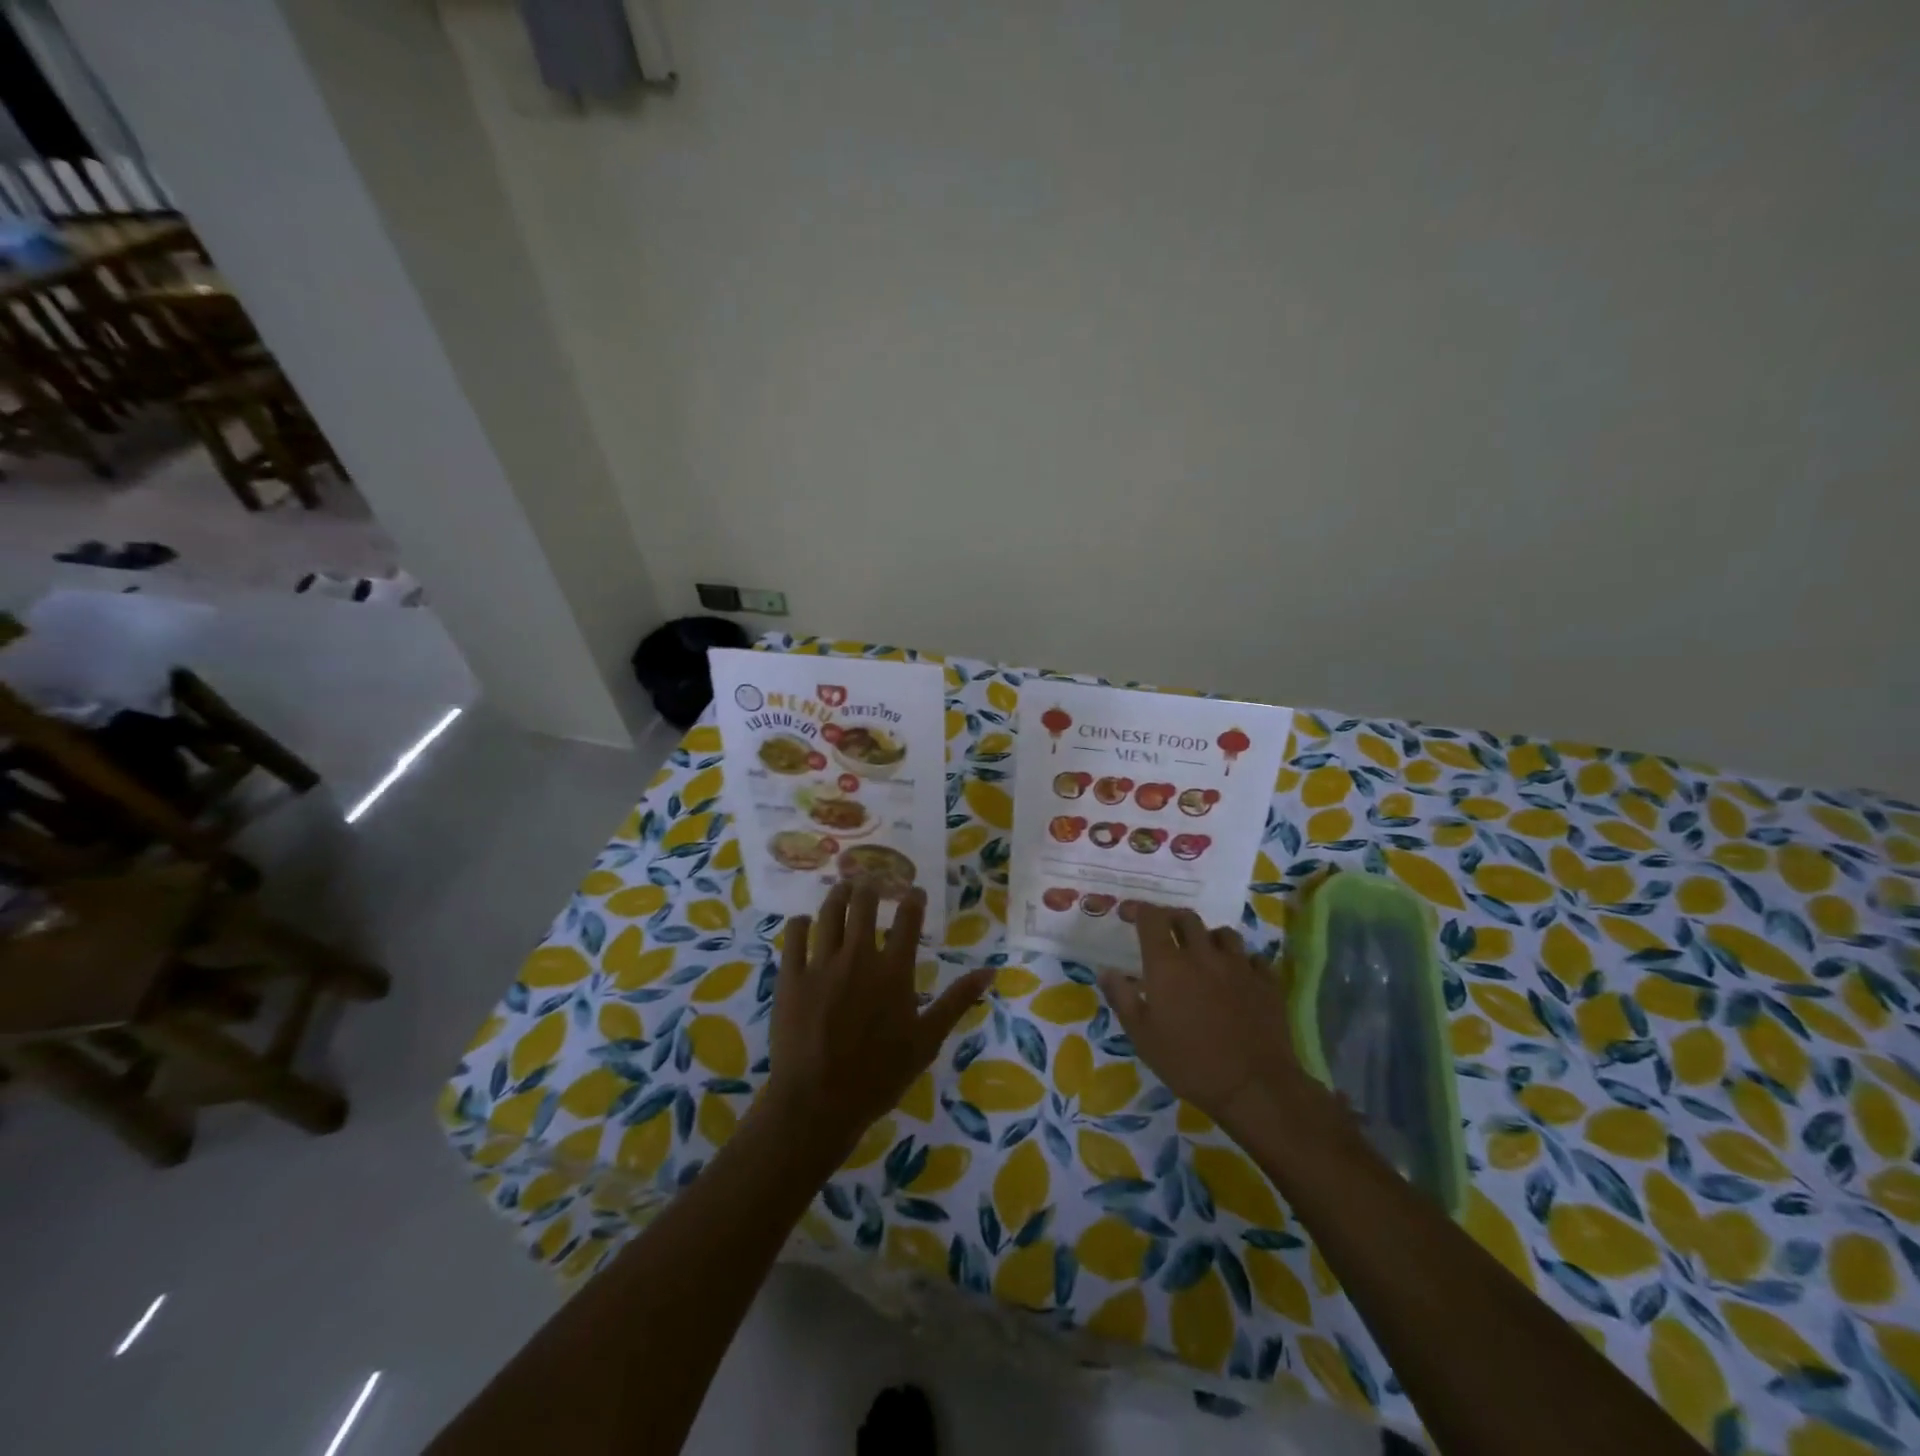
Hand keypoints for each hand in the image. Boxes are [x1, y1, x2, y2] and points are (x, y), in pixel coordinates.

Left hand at [764, 882, 993, 1161]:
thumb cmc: (879, 1075)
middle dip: (870, 887)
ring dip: (837, 895)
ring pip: (829, 913)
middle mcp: (858, 956)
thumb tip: (990, 971)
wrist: (818, 1101)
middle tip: (871, 881)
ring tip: (843, 887)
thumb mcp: (927, 1040)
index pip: (907, 920)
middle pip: (863, 905)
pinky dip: (800, 924)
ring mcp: (821, 964)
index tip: (914, 891)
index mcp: (893, 971)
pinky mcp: (790, 977)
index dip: (913, 900)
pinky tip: (804, 922)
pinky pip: (794, 937)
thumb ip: (957, 1001)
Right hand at [1099, 905, 1320, 1136]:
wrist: (1254, 1087)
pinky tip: (1237, 976)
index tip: (1130, 914)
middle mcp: (1203, 955)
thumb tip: (1106, 971)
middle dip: (1172, 919)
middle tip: (1164, 932)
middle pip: (1187, 918)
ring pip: (1223, 933)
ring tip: (1203, 952)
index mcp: (1168, 965)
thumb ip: (1122, 998)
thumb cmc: (1189, 1063)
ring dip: (1208, 937)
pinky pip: (1252, 958)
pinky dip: (1241, 961)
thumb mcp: (1143, 1037)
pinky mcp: (1267, 982)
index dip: (1139, 910)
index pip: (1152, 919)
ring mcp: (1239, 966)